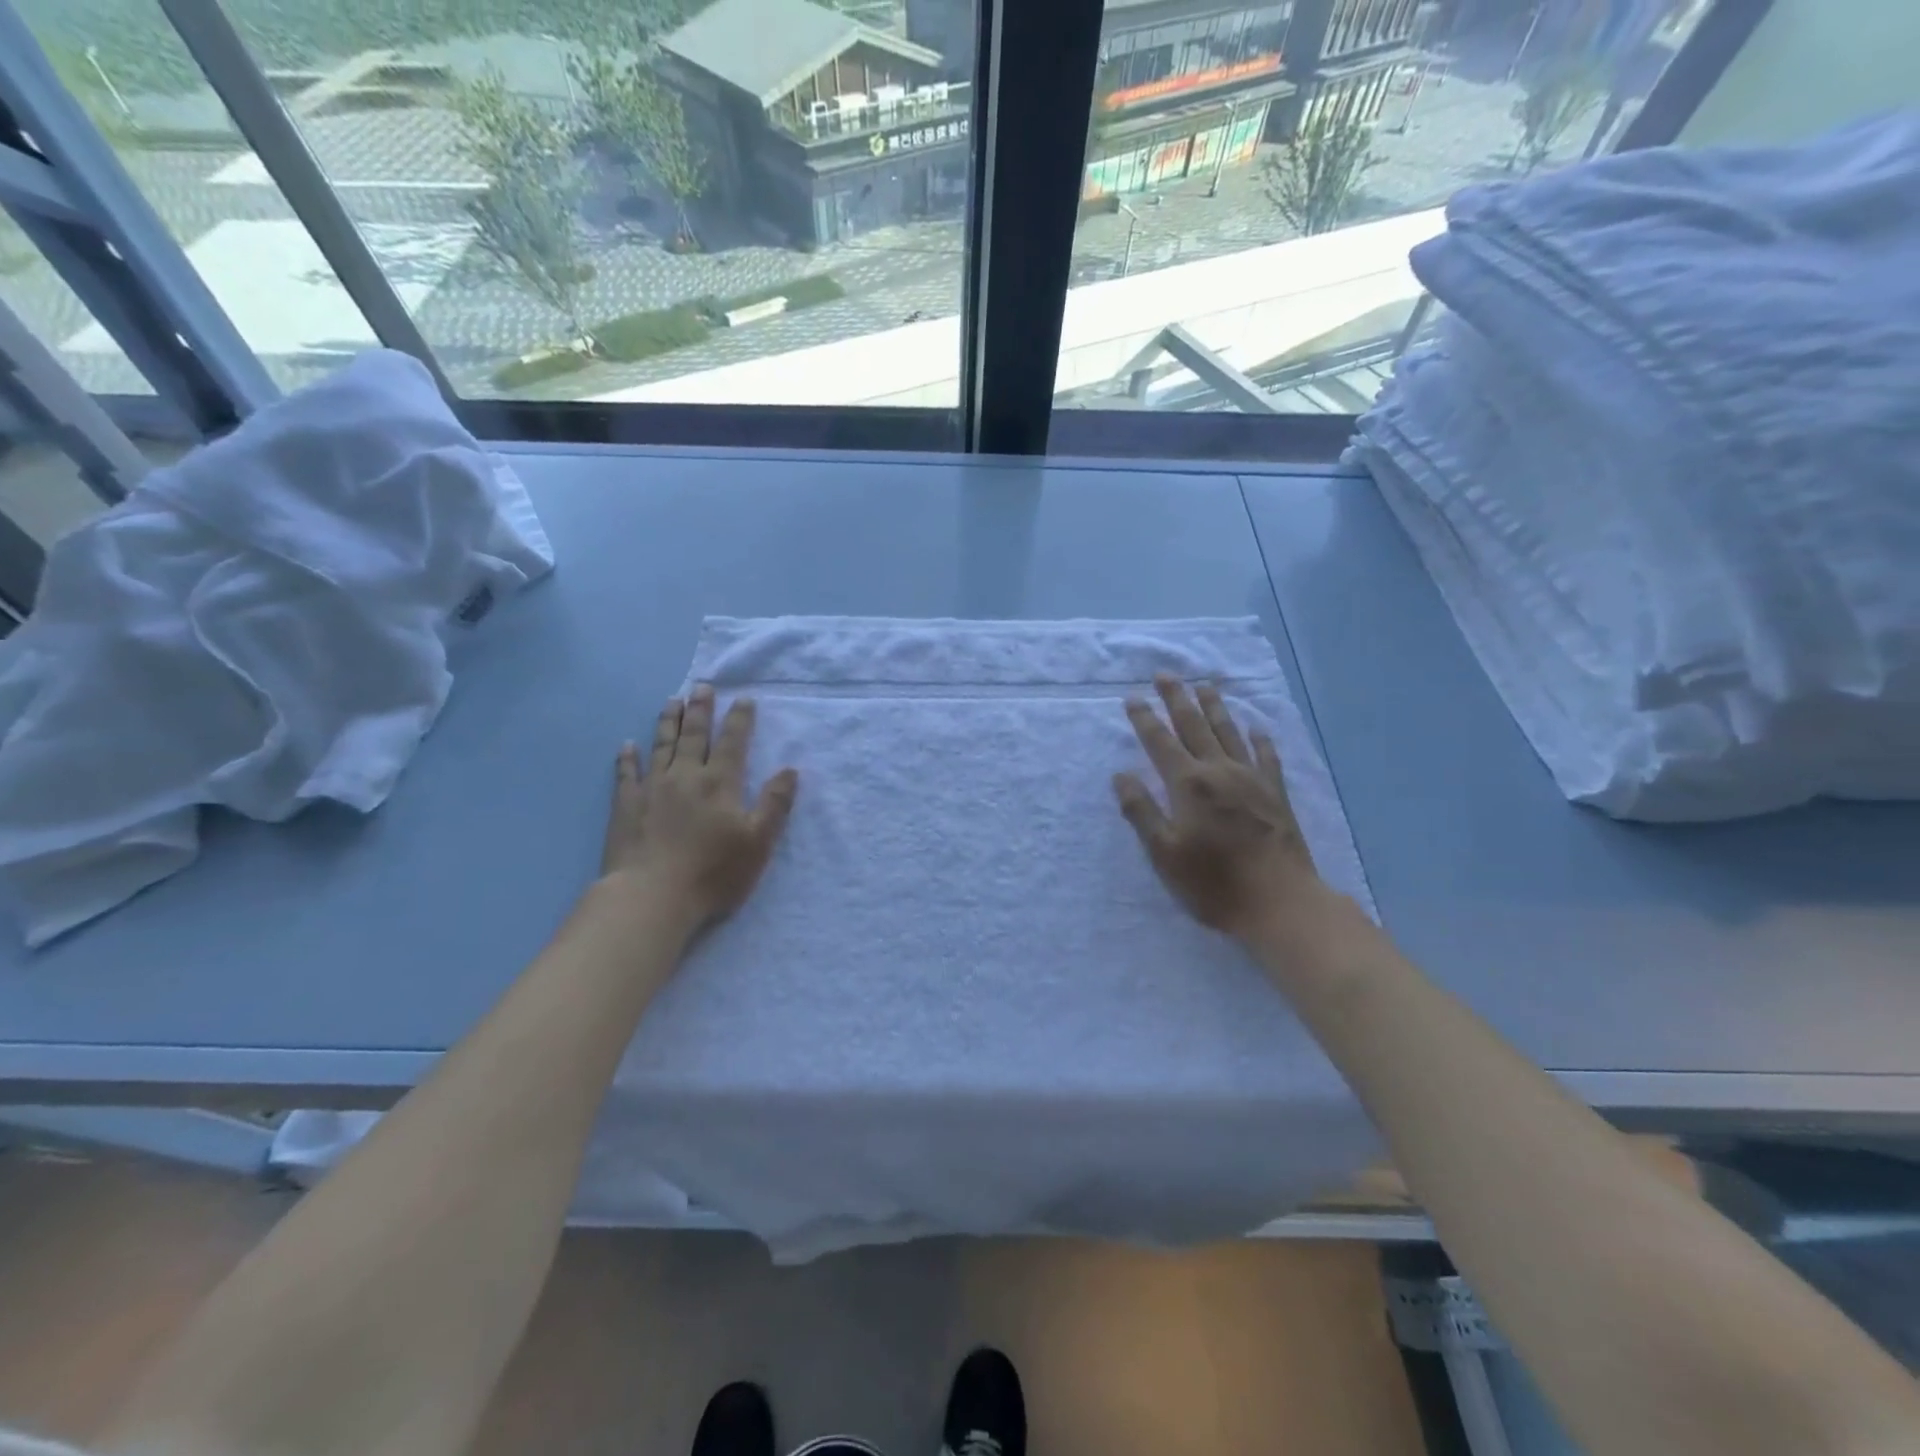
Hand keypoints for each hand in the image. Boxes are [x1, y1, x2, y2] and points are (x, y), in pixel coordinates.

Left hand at [601, 684, 798, 927]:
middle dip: (701, 709)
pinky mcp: (626, 805)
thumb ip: (775, 804)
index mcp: (720, 783)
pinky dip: (627, 757)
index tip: (744, 699)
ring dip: (669, 721)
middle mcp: (686, 776)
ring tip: (672, 700)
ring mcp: (652, 788)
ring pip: (662, 745)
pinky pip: (626, 773)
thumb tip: (789, 770)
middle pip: (695, 735)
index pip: (733, 742)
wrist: (652, 896)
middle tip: (703, 686)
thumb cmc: (713, 872)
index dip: (740, 719)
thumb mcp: (758, 842)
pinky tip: (627, 745)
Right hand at [1113, 677, 1320, 937]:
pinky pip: (1266, 756)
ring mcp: (1252, 779)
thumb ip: (1141, 811)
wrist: (1280, 902)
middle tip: (1165, 674)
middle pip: (1194, 725)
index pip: (1160, 742)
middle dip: (1177, 698)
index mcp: (1188, 784)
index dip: (1144, 719)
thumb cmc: (1213, 882)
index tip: (1132, 697)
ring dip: (1215, 707)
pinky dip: (1259, 739)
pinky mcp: (1276, 793)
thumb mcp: (1163, 853)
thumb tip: (1121, 775)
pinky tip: (1257, 728)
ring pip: (1229, 732)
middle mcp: (1219, 771)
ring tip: (1205, 685)